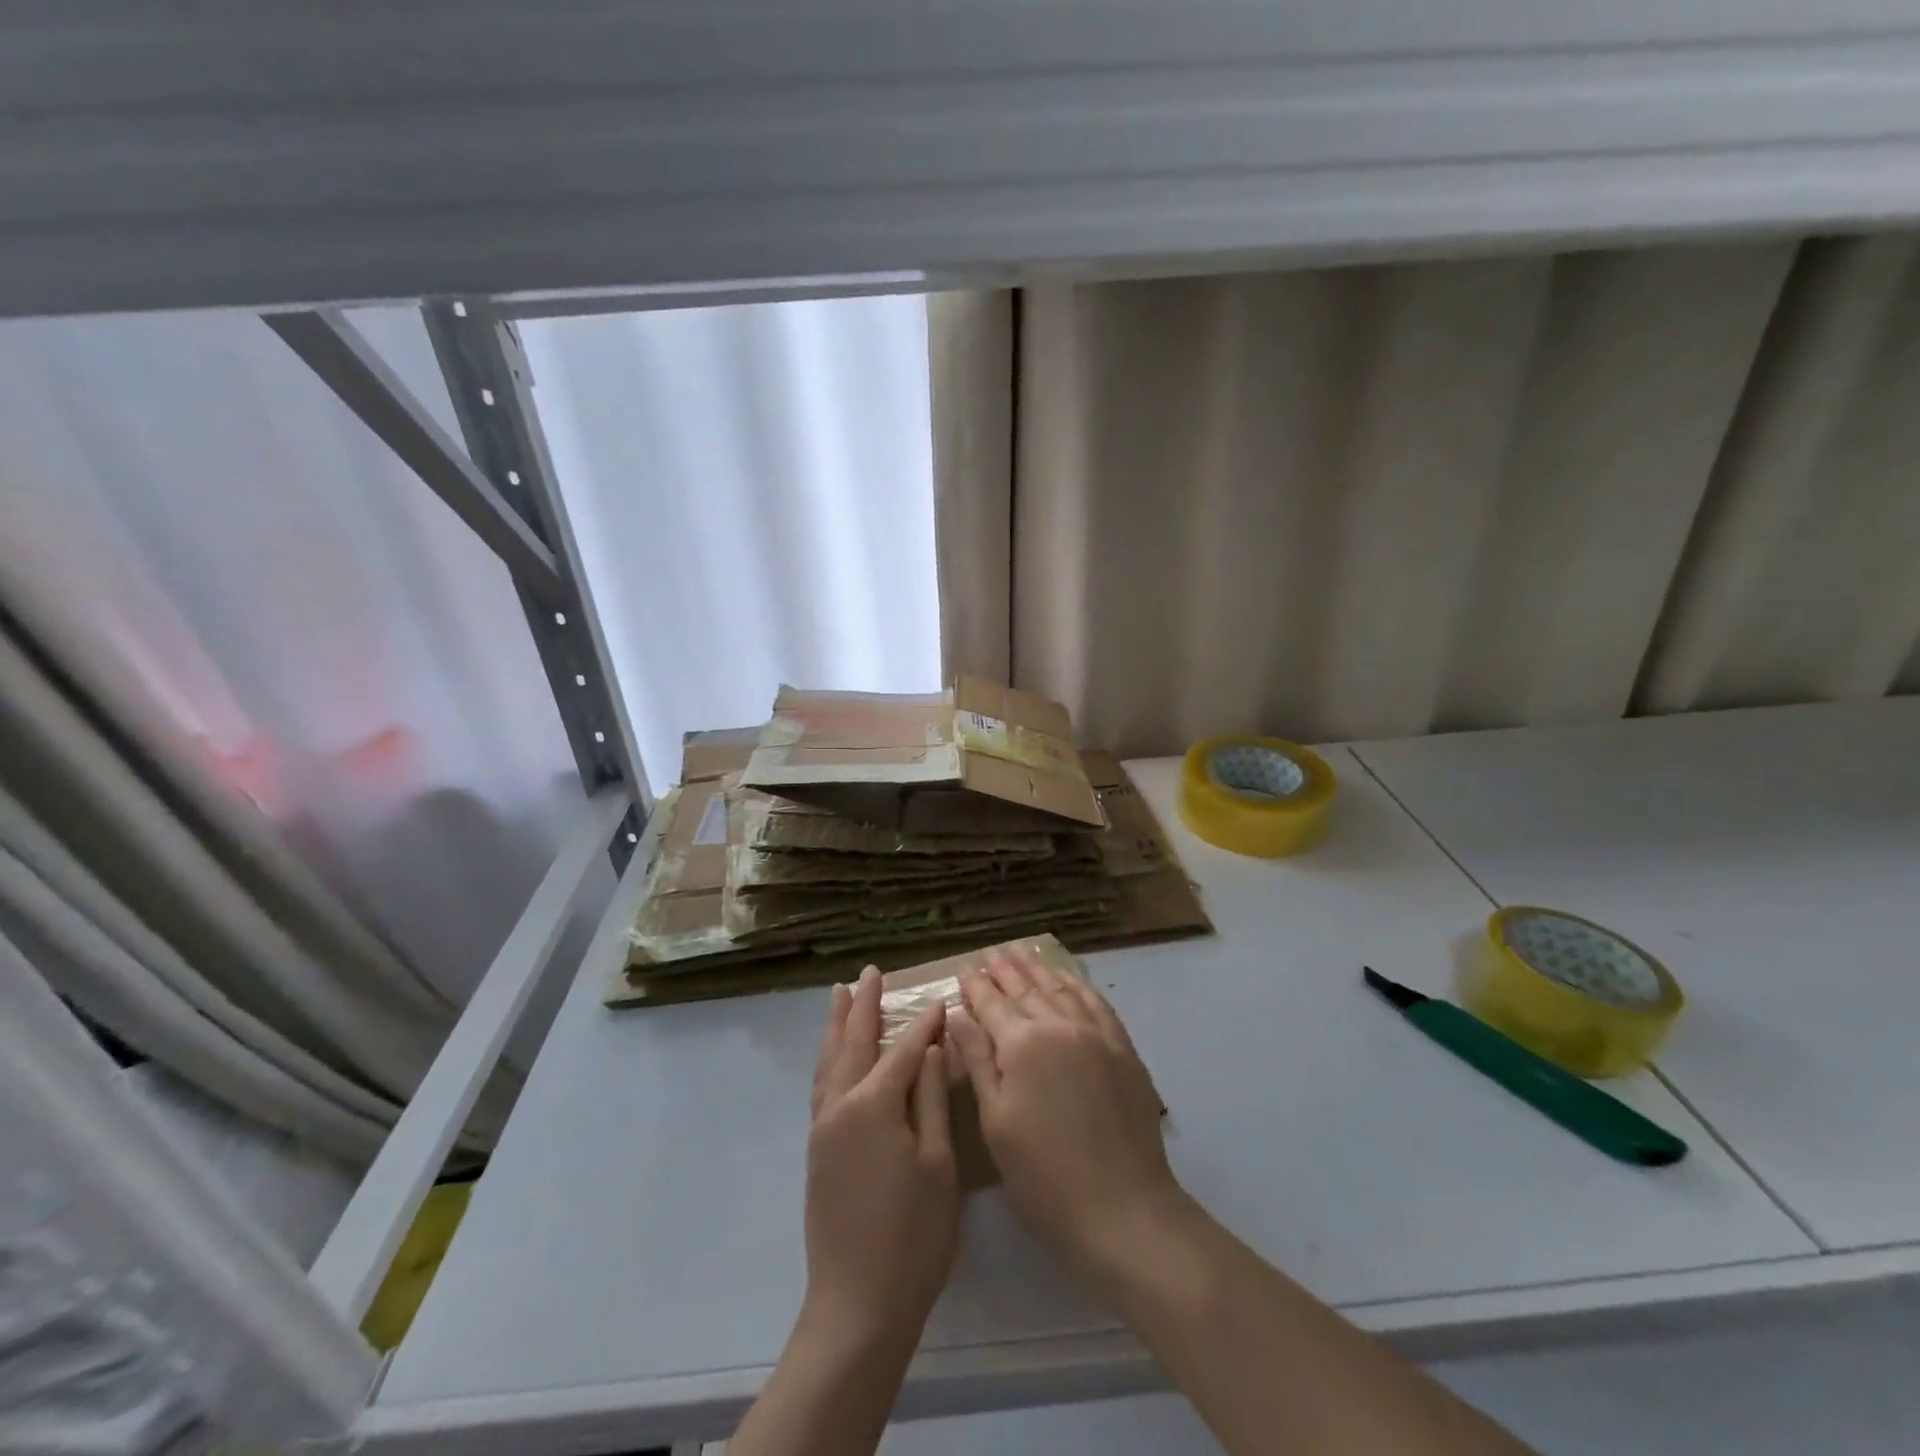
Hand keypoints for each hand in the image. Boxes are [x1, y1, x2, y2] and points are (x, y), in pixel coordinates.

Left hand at [804, 966, 959, 1340]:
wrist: (858, 1305)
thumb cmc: (912, 1236)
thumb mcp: (937, 1165)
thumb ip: (929, 1099)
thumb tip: (928, 1048)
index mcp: (873, 1105)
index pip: (902, 1051)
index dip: (924, 1026)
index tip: (941, 1001)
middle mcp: (840, 1106)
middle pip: (854, 1043)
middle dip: (864, 1005)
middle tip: (870, 972)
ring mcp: (823, 1128)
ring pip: (830, 1061)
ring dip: (838, 1025)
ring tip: (841, 995)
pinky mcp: (816, 1150)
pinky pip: (822, 1085)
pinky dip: (829, 1058)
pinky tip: (834, 1055)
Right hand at [947, 948, 1186, 1277]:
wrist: (1123, 1208)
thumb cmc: (1044, 1175)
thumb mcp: (996, 1122)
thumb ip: (978, 1061)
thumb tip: (958, 1016)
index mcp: (1023, 1045)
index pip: (992, 1004)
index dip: (976, 985)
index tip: (964, 967)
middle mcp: (1060, 1026)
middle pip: (1027, 989)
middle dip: (1006, 969)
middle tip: (991, 951)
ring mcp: (1096, 1035)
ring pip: (1061, 989)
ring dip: (1039, 969)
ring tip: (1023, 952)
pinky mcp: (1123, 1049)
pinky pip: (1096, 1004)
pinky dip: (1078, 986)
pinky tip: (1068, 978)